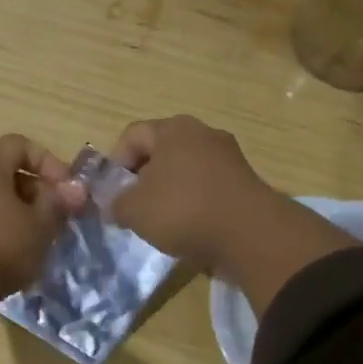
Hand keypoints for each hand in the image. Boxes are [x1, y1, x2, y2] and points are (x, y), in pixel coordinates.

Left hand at [0, 135, 86, 299]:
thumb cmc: (1, 246)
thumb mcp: (40, 225)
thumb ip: (58, 202)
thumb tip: (75, 189)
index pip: (18, 145)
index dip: (47, 161)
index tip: (63, 188)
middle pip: (5, 172)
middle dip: (35, 191)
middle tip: (54, 217)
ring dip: (17, 212)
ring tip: (36, 238)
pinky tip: (11, 254)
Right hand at [108, 115, 357, 312]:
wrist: (250, 234)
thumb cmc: (183, 210)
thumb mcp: (134, 210)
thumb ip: (115, 203)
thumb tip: (113, 205)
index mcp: (173, 129)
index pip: (132, 135)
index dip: (115, 163)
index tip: (112, 192)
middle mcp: (203, 133)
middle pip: (161, 150)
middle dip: (142, 177)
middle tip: (133, 206)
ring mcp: (228, 155)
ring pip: (185, 169)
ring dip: (169, 190)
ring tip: (161, 220)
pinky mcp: (245, 181)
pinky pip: (207, 186)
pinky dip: (194, 201)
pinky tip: (189, 226)